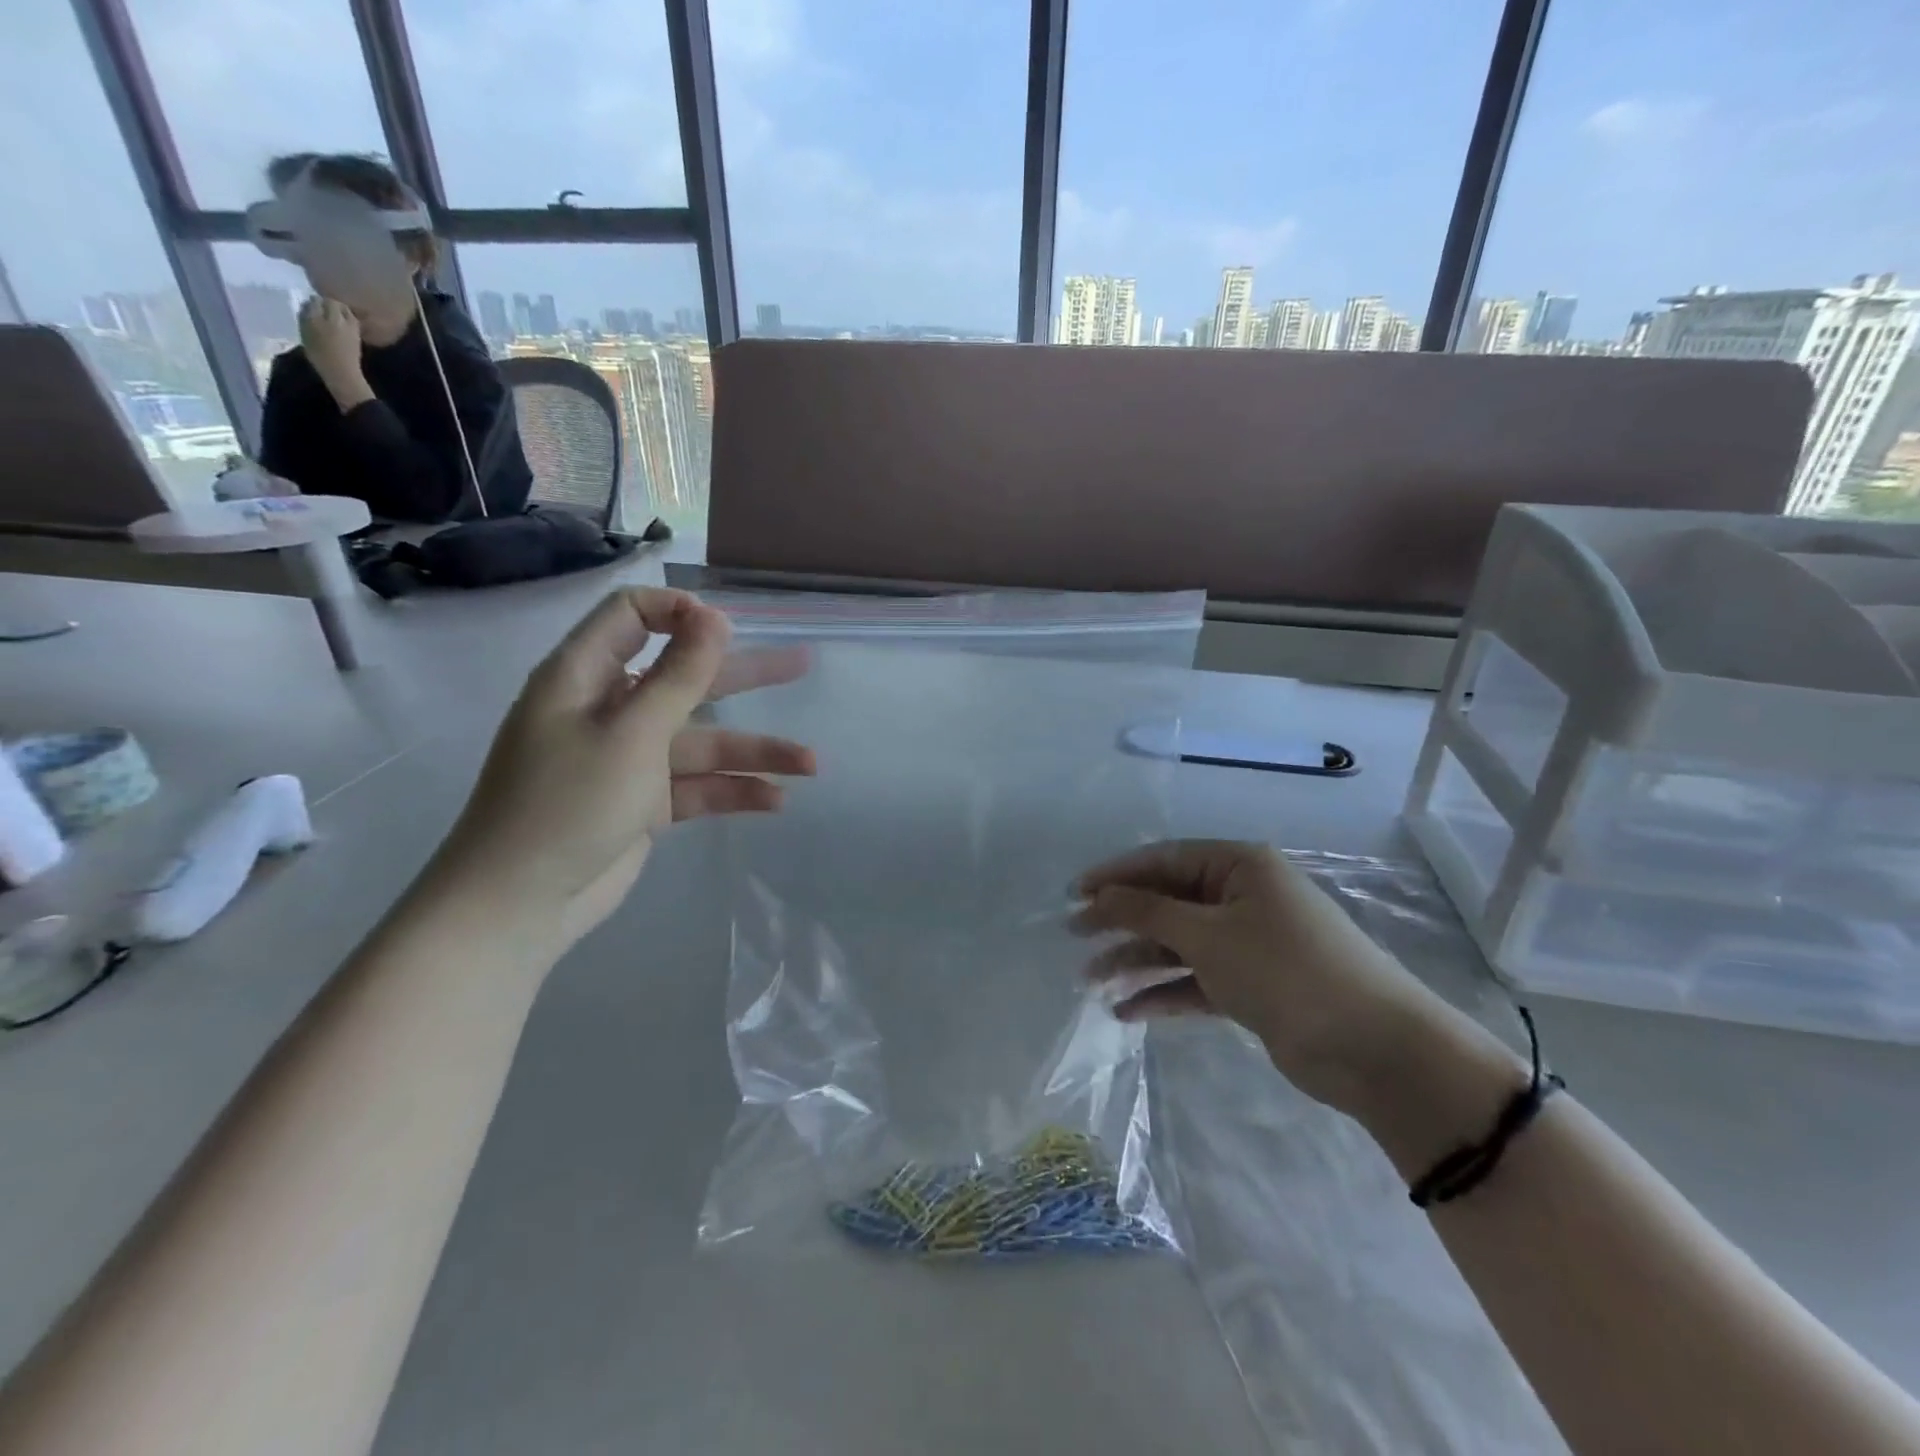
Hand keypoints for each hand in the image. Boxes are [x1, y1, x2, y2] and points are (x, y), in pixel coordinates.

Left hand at [299, 296, 367, 401]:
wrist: (340, 373)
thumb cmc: (351, 356)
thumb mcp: (355, 335)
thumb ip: (349, 320)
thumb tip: (342, 309)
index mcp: (339, 321)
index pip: (332, 302)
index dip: (335, 305)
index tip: (340, 310)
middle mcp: (321, 318)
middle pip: (316, 301)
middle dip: (321, 304)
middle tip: (327, 311)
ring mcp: (309, 323)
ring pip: (306, 307)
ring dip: (311, 309)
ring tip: (319, 318)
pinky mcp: (302, 330)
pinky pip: (302, 316)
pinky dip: (306, 317)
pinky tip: (312, 324)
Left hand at [432, 589, 813, 948]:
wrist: (518, 904)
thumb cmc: (567, 803)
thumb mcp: (631, 733)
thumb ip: (679, 675)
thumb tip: (713, 617)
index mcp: (585, 675)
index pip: (632, 616)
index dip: (681, 613)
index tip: (730, 630)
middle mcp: (609, 709)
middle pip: (685, 677)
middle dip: (746, 675)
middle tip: (802, 665)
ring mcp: (629, 758)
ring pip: (702, 740)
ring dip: (754, 750)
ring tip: (811, 763)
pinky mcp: (644, 802)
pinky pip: (696, 785)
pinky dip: (732, 790)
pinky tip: (775, 801)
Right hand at [1071, 839, 1454, 1112]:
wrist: (1374, 1048)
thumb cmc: (1285, 970)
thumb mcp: (1208, 935)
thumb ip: (1147, 912)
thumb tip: (1100, 894)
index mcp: (1238, 866)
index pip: (1163, 859)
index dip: (1115, 875)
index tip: (1074, 894)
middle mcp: (1241, 897)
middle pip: (1167, 902)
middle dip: (1120, 920)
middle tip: (1074, 936)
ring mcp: (1247, 943)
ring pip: (1177, 945)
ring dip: (1135, 962)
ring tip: (1090, 982)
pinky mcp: (1250, 986)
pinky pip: (1195, 980)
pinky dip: (1163, 993)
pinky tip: (1126, 1012)